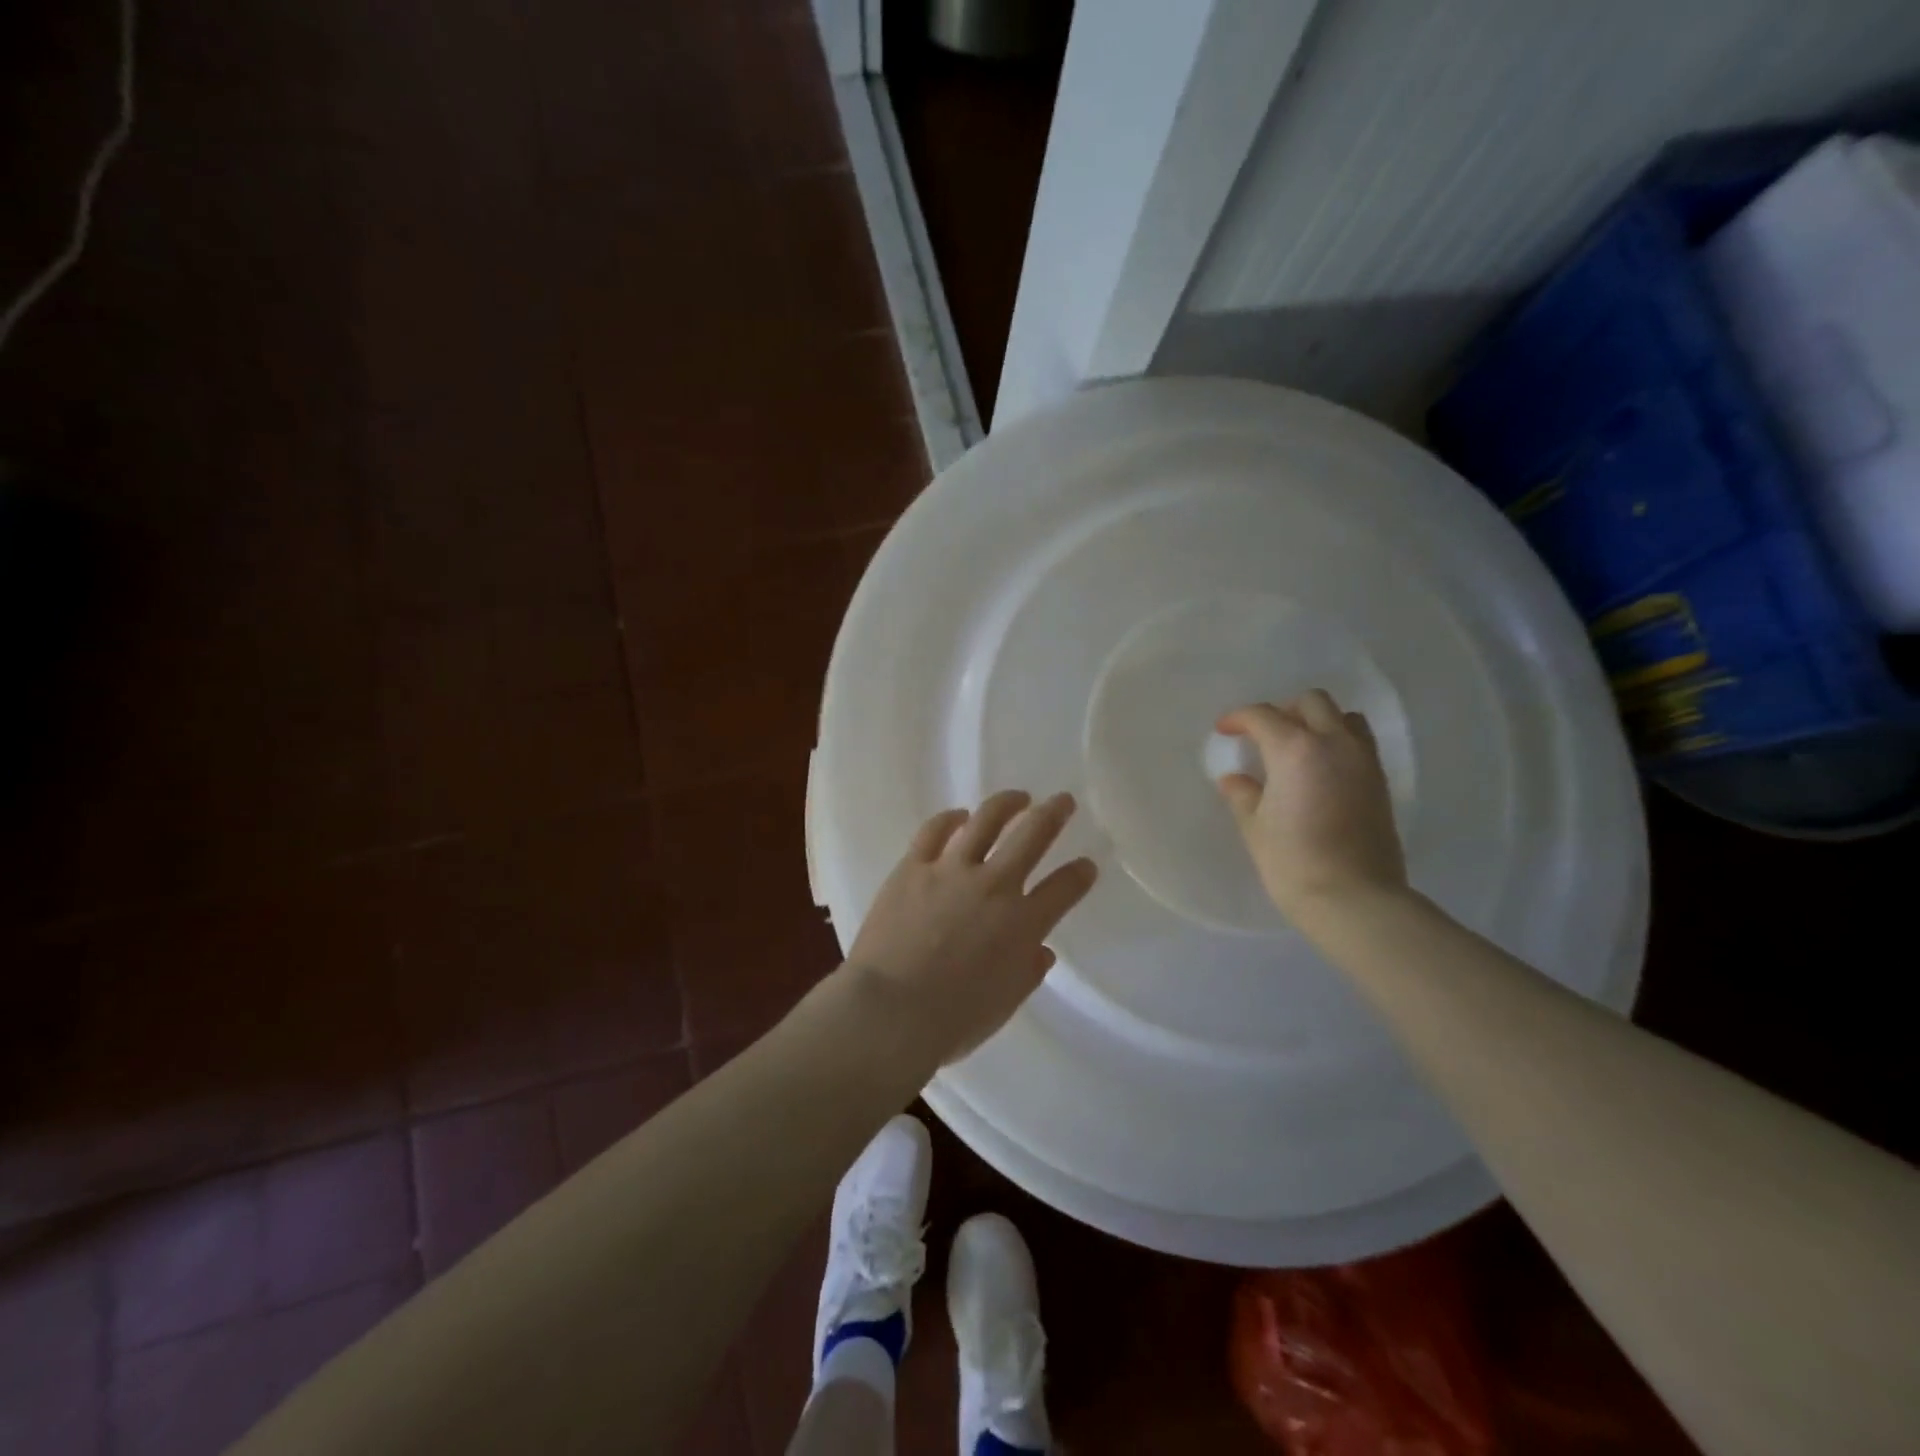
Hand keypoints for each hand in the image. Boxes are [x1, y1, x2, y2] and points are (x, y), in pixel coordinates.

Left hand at [846, 791, 1098, 1064]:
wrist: (889, 1011)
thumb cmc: (952, 1020)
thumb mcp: (1003, 1004)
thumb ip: (1027, 972)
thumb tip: (1041, 950)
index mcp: (1022, 924)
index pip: (1064, 888)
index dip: (1080, 874)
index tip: (1087, 865)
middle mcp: (993, 886)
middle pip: (1032, 836)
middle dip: (1054, 814)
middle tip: (1063, 801)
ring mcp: (951, 871)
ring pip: (986, 820)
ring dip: (1007, 803)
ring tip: (1018, 797)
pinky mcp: (913, 867)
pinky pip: (934, 831)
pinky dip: (949, 818)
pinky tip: (958, 815)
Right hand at [1214, 692, 1406, 923]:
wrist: (1354, 898)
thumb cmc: (1293, 861)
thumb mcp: (1255, 826)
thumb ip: (1243, 794)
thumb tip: (1235, 780)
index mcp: (1295, 749)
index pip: (1263, 716)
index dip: (1239, 718)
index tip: (1225, 731)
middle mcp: (1334, 743)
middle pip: (1311, 702)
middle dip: (1283, 710)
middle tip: (1263, 734)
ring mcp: (1363, 761)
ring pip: (1344, 717)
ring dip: (1318, 721)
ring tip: (1298, 746)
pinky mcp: (1380, 782)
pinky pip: (1359, 743)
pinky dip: (1338, 742)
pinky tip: (1321, 770)